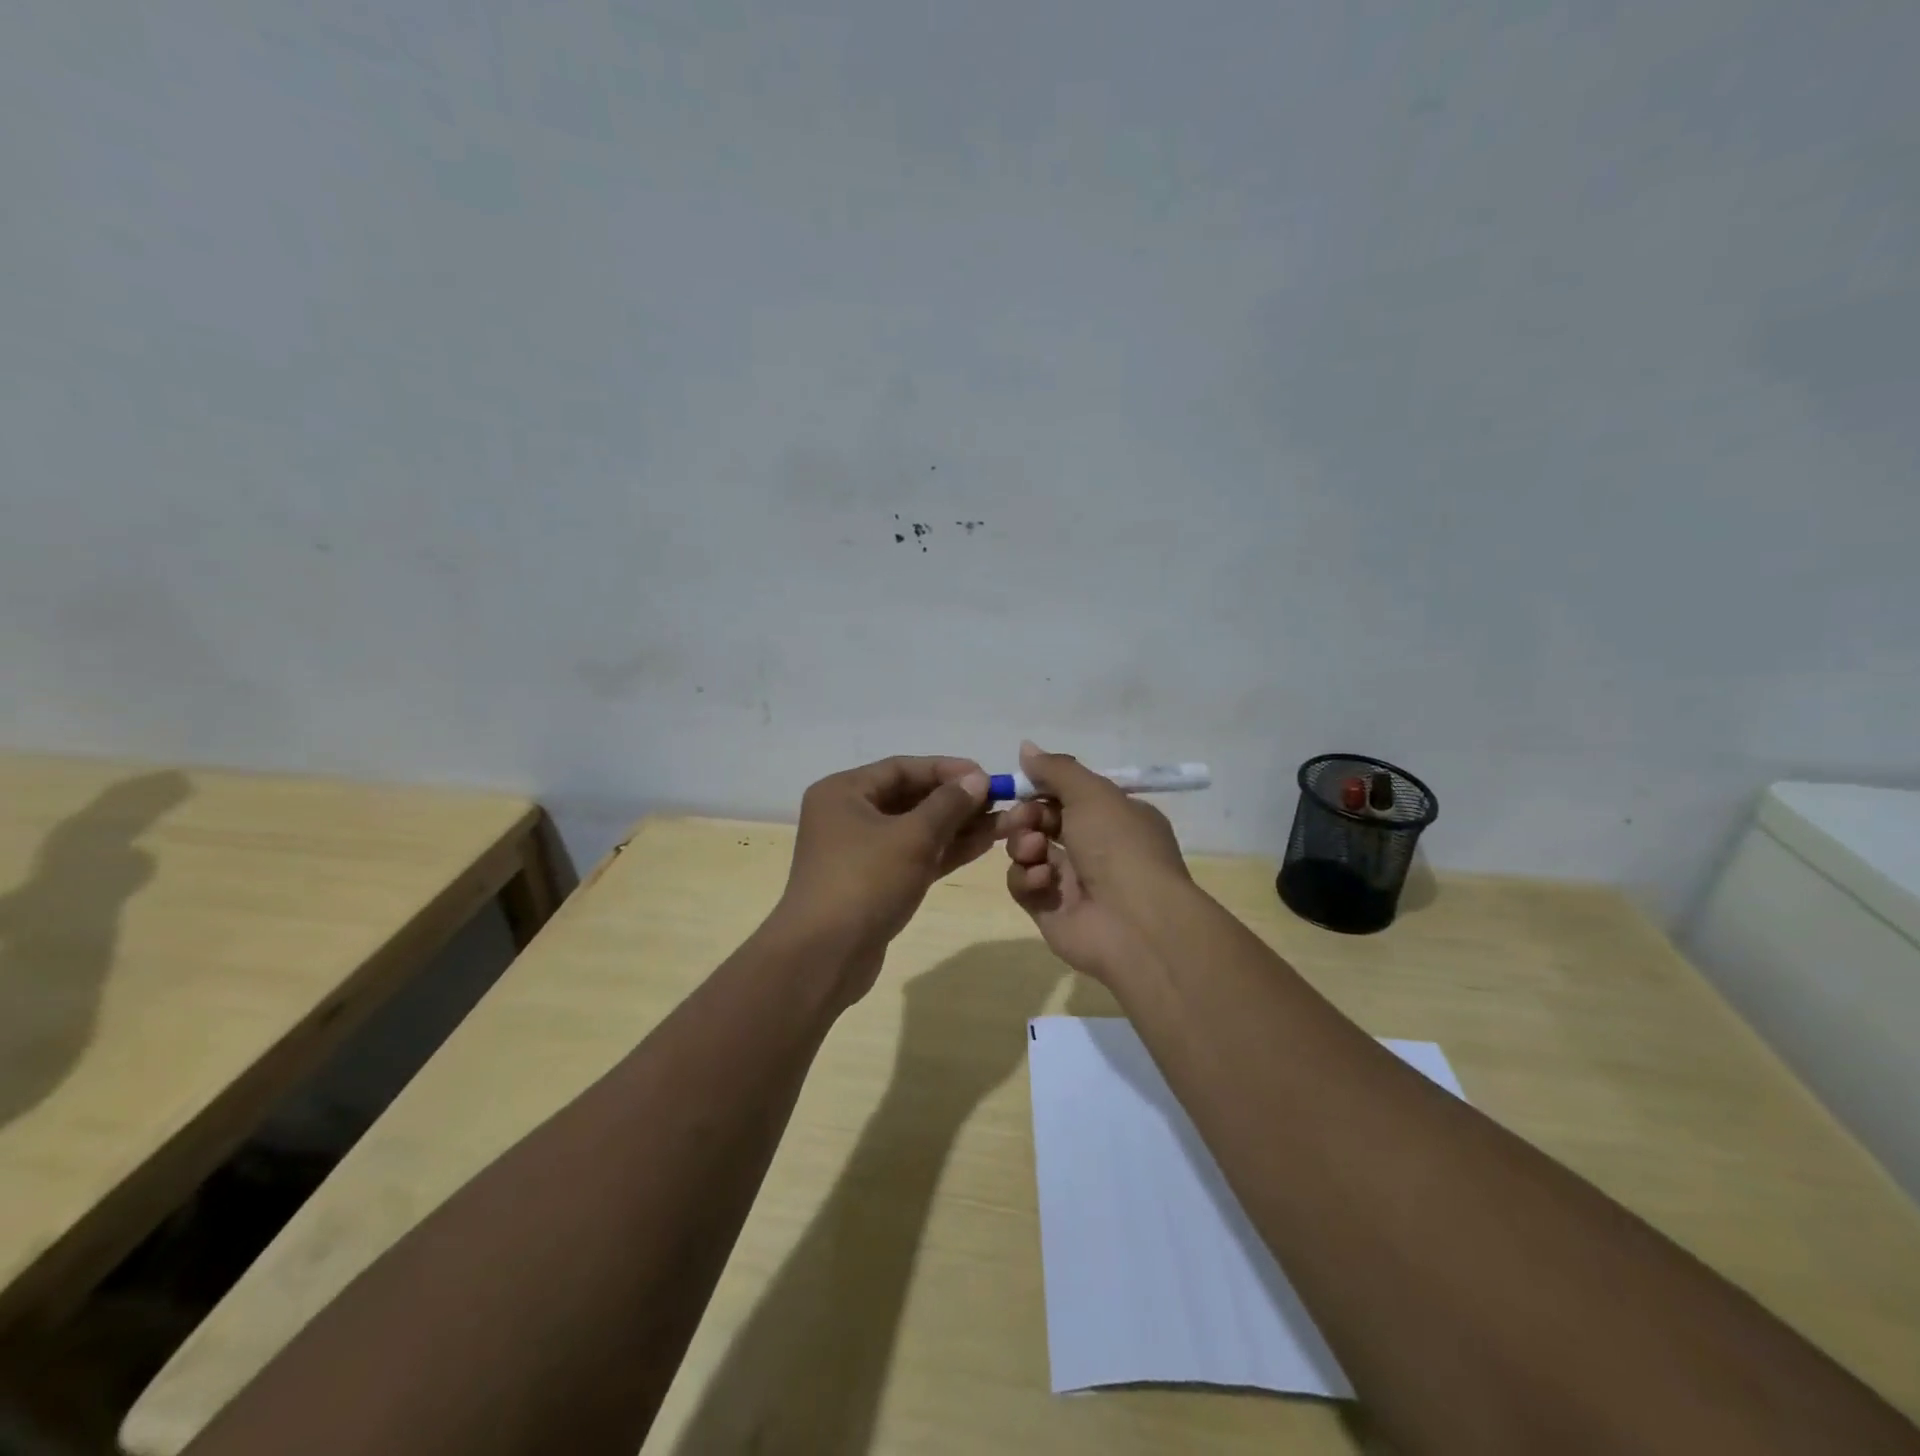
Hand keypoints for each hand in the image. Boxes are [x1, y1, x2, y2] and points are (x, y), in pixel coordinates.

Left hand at [774, 756, 998, 1000]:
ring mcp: (860, 852)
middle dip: (956, 800)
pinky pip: (914, 856)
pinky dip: (944, 850)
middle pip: (910, 797)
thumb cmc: (864, 882)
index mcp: (844, 792)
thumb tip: (978, 778)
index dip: (946, 769)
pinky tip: (983, 844)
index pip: (902, 768)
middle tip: (1000, 801)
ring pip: (916, 829)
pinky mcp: (874, 883)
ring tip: (1003, 823)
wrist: (824, 957)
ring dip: (957, 826)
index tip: (986, 776)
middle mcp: (848, 815)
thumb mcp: (911, 837)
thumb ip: (948, 805)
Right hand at [1002, 741, 1192, 983]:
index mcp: (1115, 818)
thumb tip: (1026, 747)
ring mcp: (1073, 882)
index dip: (1042, 789)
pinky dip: (1027, 878)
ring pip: (1029, 852)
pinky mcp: (1051, 911)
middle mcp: (1096, 848)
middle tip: (1023, 820)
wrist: (1135, 923)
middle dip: (1027, 816)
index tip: (1021, 784)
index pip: (1069, 795)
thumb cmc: (1120, 846)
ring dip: (1024, 845)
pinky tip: (1042, 880)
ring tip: (1034, 851)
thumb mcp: (1092, 793)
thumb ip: (1056, 770)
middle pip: (1044, 822)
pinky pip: (1024, 886)